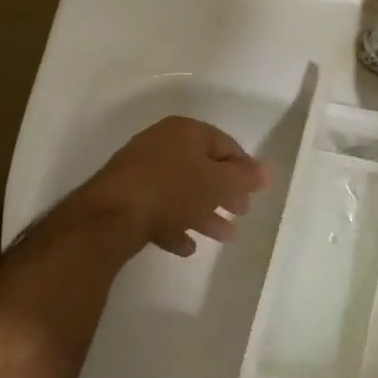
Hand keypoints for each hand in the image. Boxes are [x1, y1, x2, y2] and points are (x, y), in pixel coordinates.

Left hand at [77, 116, 268, 256]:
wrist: (111, 215)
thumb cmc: (172, 190)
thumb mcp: (217, 183)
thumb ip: (244, 177)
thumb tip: (266, 171)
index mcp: (185, 131)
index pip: (224, 144)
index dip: (244, 168)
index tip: (256, 192)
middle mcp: (162, 145)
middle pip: (203, 168)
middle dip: (225, 193)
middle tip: (242, 212)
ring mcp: (141, 171)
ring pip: (182, 191)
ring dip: (204, 213)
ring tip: (223, 236)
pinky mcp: (126, 197)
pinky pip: (159, 209)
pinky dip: (175, 225)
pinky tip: (187, 246)